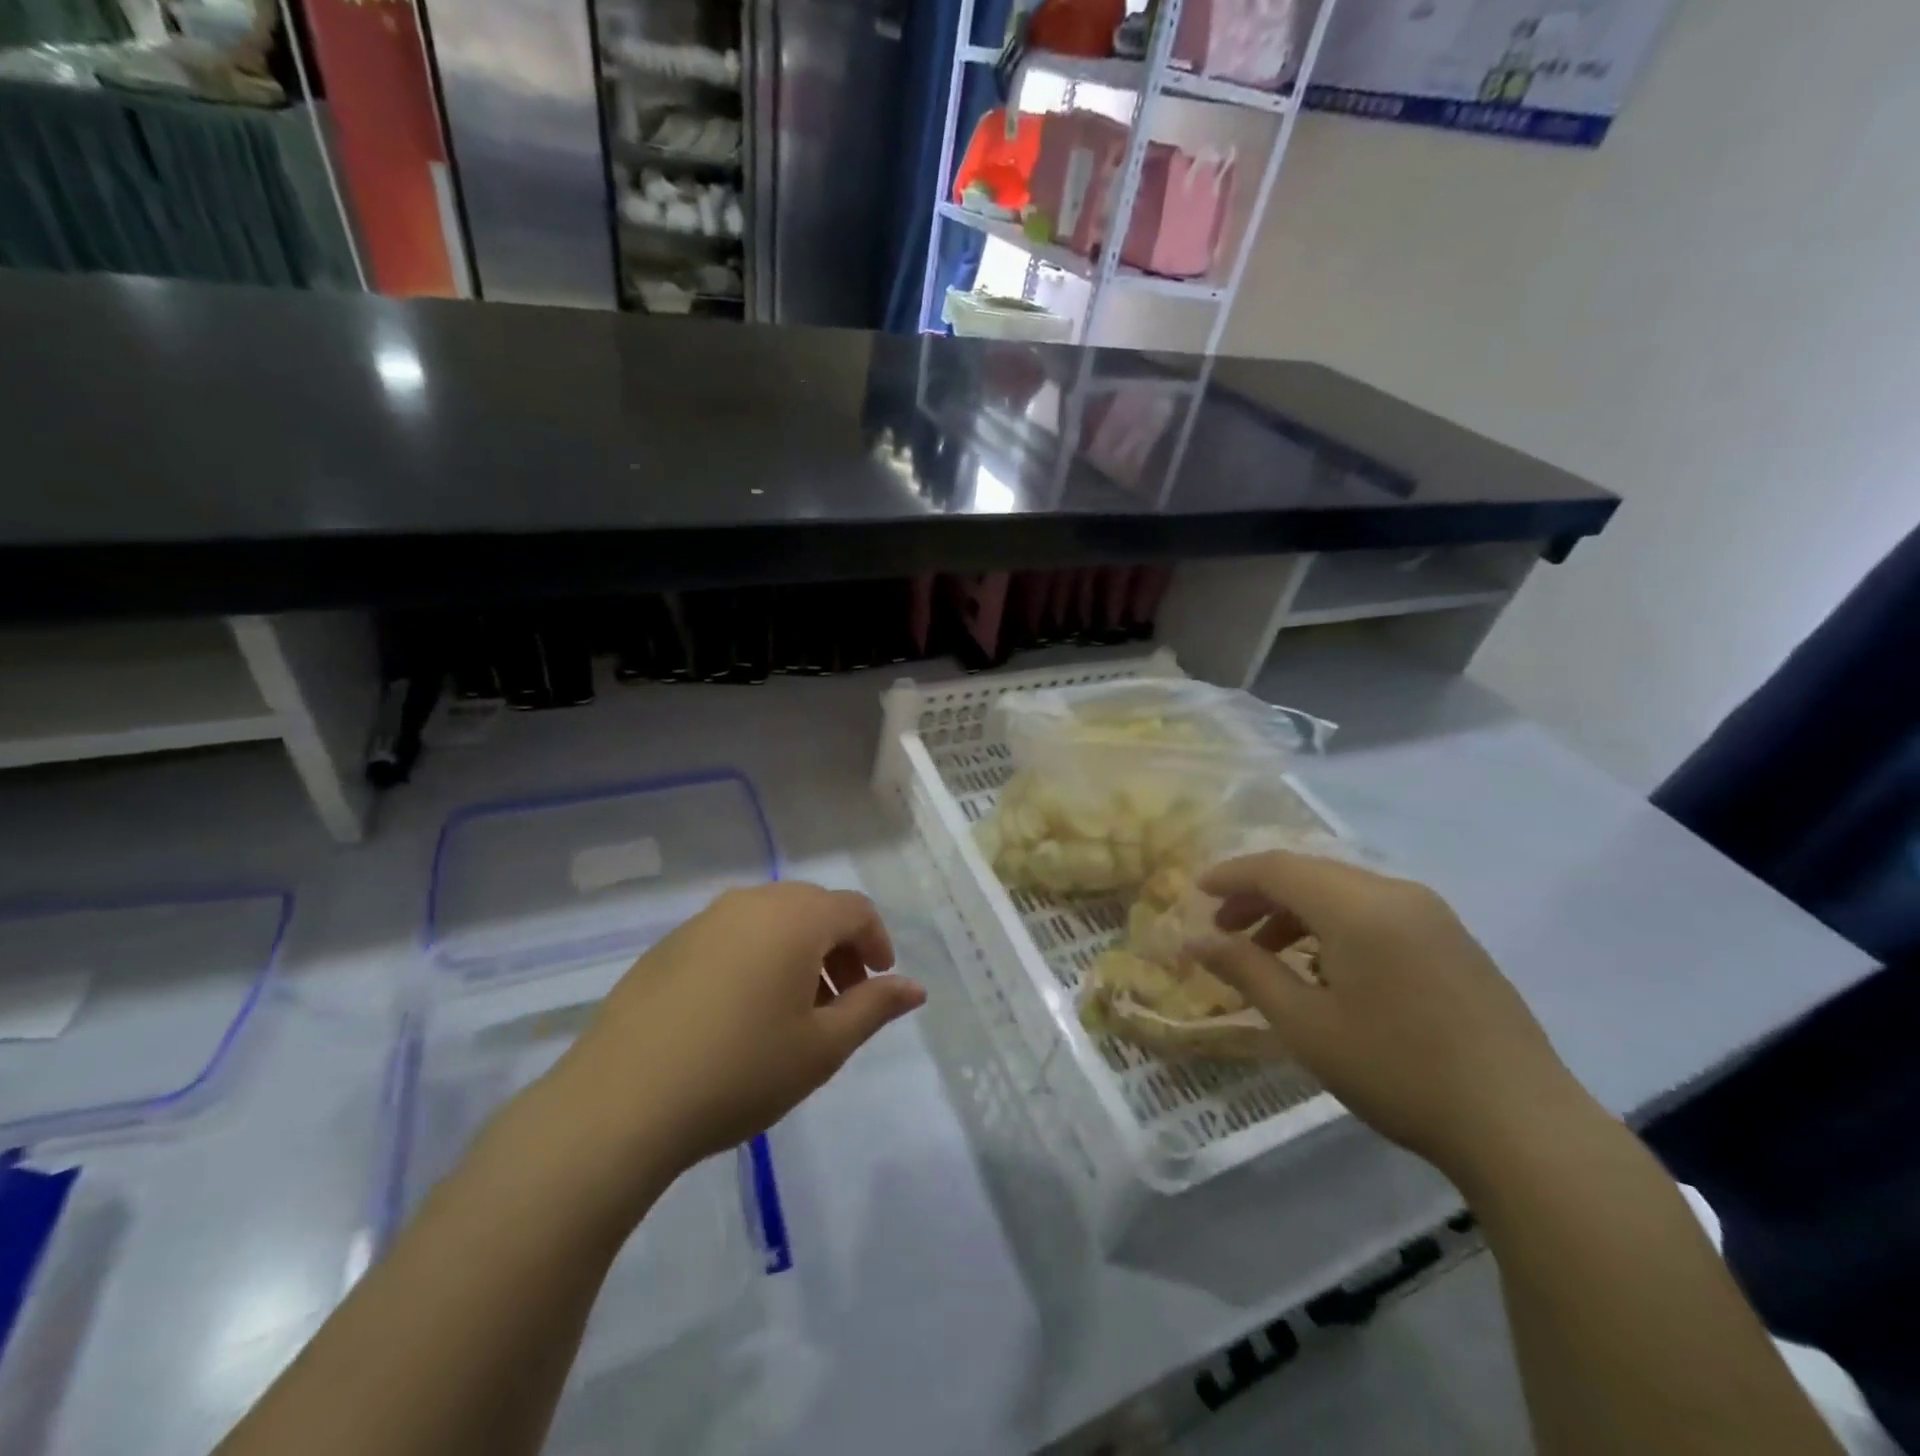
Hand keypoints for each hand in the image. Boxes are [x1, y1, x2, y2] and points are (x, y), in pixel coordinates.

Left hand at [552, 882, 925, 1191]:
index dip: (877, 943)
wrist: (621, 1102)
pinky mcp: (669, 945)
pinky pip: (731, 935)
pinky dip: (756, 957)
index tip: (880, 984)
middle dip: (838, 948)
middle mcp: (751, 902)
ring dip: (797, 952)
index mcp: (796, 917)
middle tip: (842, 1002)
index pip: (855, 909)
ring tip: (793, 1010)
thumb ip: (874, 1008)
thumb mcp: (822, 1047)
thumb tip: (914, 987)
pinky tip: (739, 1013)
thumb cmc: (740, 1071)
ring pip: (770, 919)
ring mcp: (704, 920)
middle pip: (813, 908)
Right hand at [1188, 852, 1592, 1182]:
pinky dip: (1335, 924)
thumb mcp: (1306, 1025)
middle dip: (1260, 894)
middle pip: (1311, 873)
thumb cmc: (1399, 1071)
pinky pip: (1377, 911)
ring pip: (1344, 891)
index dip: (1232, 875)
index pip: (1278, 868)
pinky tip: (1326, 968)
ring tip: (1267, 953)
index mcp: (1359, 907)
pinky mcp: (1454, 940)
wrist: (1524, 1128)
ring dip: (1297, 910)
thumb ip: (1246, 971)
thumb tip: (1194, 942)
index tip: (1197, 892)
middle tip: (1224, 929)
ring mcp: (1433, 915)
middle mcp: (1396, 894)